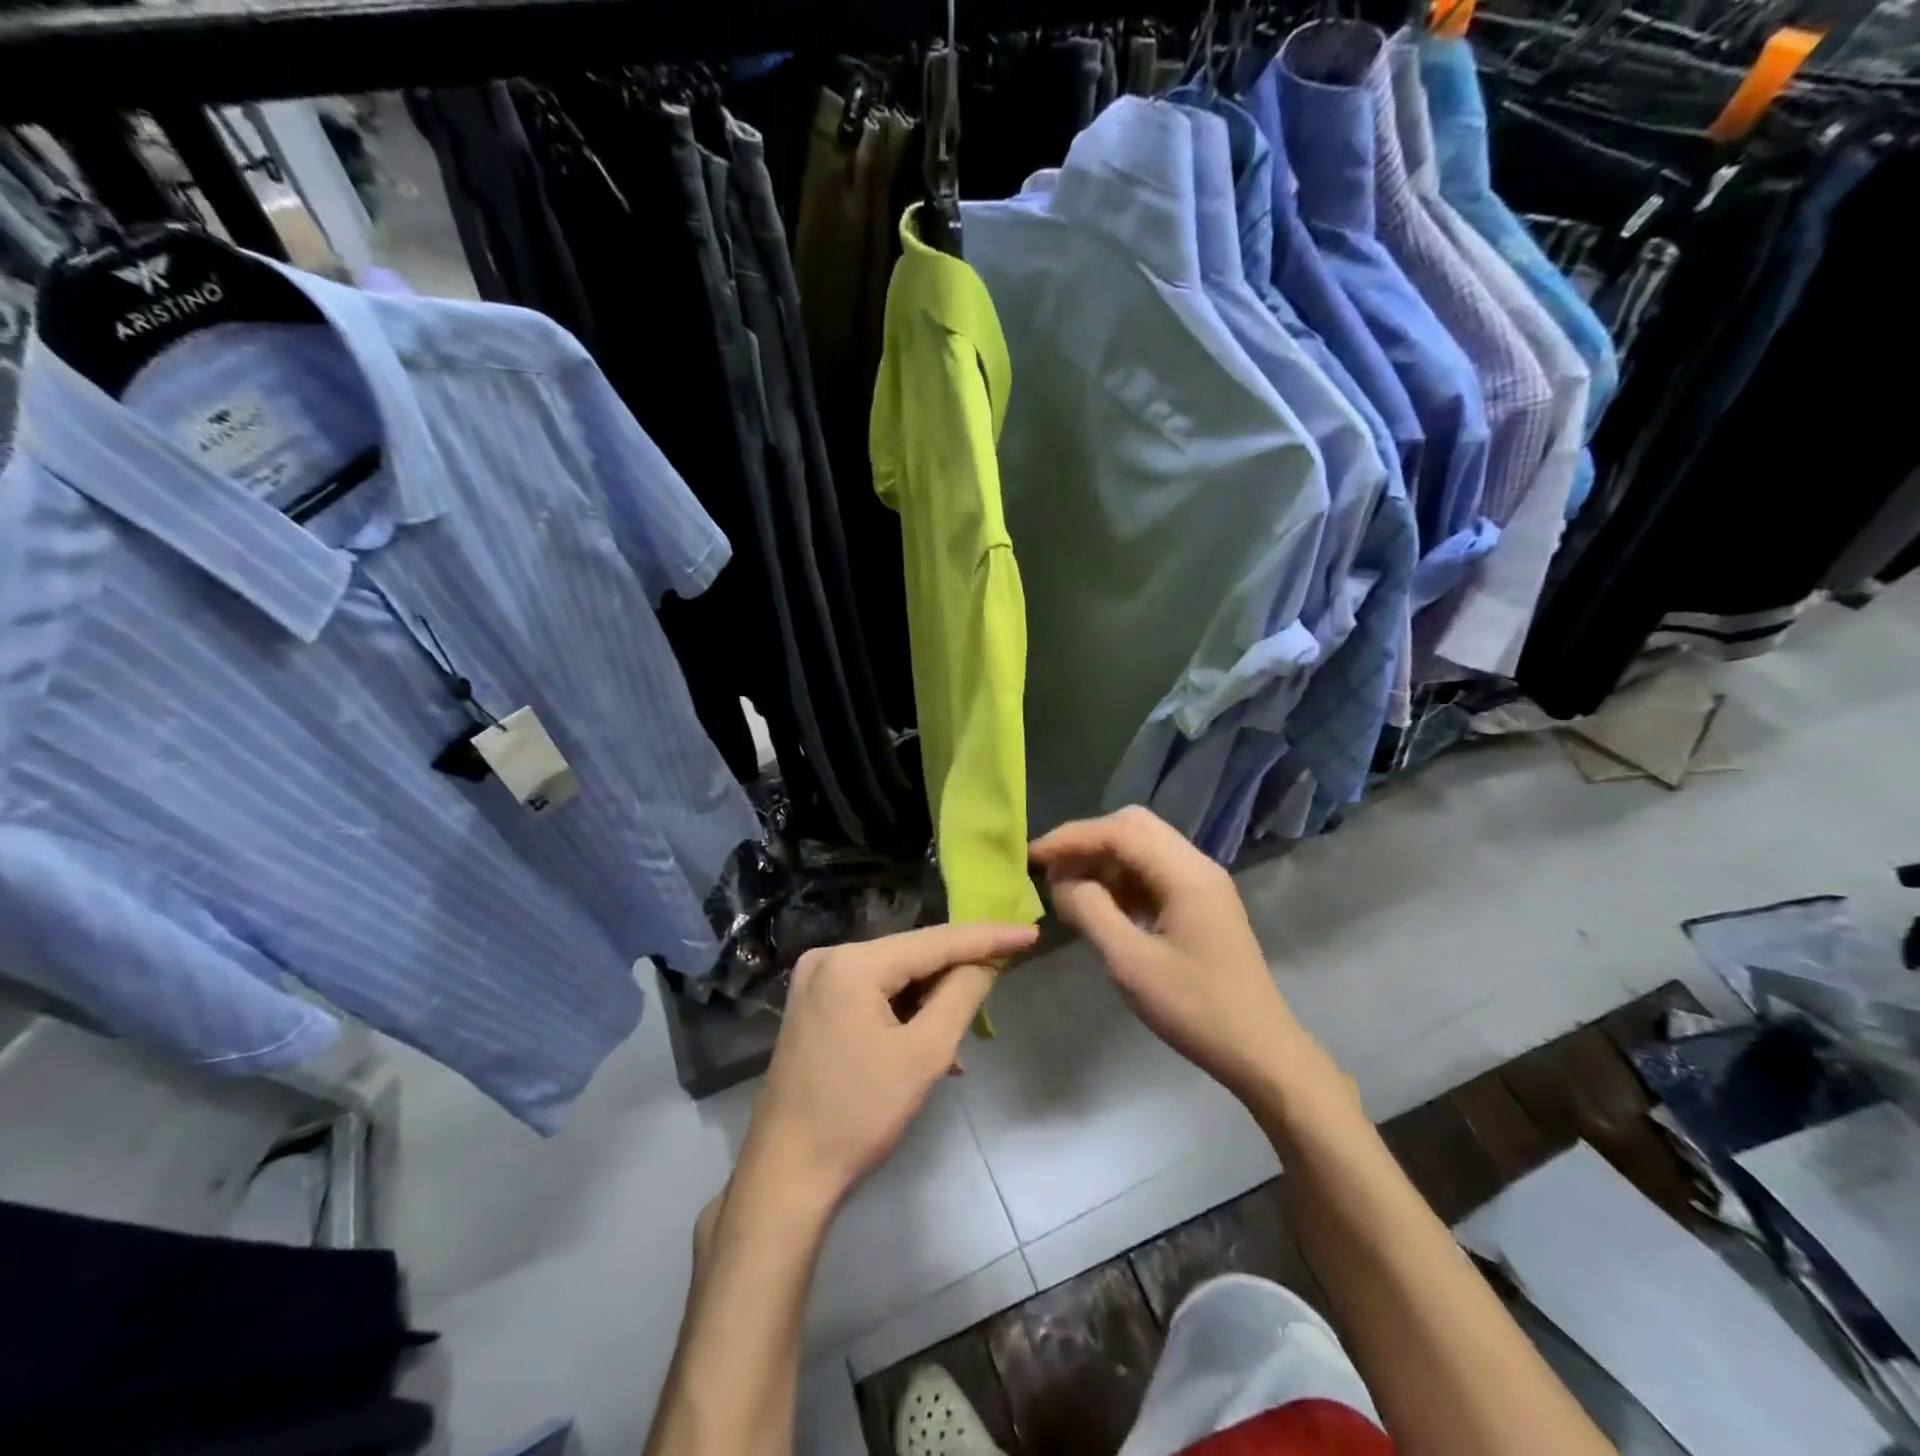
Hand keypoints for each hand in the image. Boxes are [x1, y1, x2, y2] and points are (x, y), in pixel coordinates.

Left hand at [743, 922, 1039, 1209]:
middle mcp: (829, 957)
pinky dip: (905, 1012)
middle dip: (958, 970)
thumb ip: (961, 996)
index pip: (935, 941)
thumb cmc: (858, 1115)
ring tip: (965, 1031)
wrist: (786, 1176)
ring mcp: (816, 981)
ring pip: (894, 975)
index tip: (1030, 932)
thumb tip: (987, 961)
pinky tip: (928, 1043)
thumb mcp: (923, 1055)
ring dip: (932, 998)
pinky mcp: (814, 1005)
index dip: (987, 937)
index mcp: (852, 963)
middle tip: (1004, 974)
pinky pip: (873, 993)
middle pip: (912, 954)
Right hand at [1030, 807, 1318, 1105]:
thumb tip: (1061, 879)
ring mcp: (1202, 882)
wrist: (1260, 1051)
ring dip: (1103, 860)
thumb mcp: (1130, 963)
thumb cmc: (1195, 1009)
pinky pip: (1153, 871)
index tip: (1032, 856)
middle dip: (1087, 842)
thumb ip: (1090, 911)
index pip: (1119, 831)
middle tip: (1051, 870)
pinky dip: (1121, 878)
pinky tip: (1102, 906)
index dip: (1071, 838)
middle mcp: (1196, 865)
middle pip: (1133, 826)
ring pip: (1142, 846)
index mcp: (1185, 873)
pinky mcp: (1200, 902)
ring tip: (1070, 889)